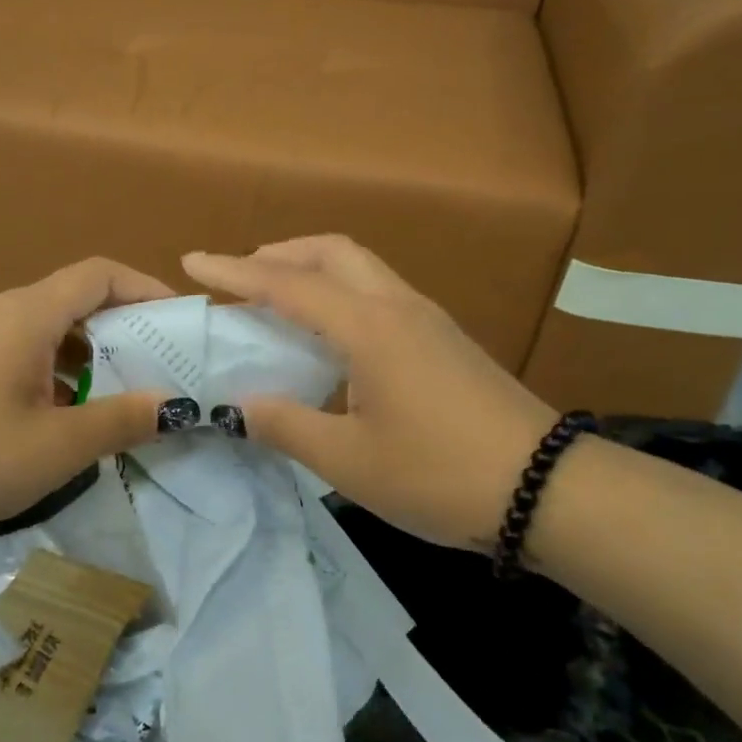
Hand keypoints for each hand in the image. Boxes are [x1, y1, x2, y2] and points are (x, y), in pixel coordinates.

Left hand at [0, 258, 170, 539]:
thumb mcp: (55, 448)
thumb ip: (120, 422)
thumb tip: (172, 406)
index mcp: (27, 314)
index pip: (100, 274)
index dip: (146, 288)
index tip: (180, 319)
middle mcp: (0, 310)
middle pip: (75, 298)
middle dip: (123, 326)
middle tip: (159, 365)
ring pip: (47, 326)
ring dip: (88, 352)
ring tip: (118, 393)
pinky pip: (20, 347)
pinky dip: (54, 367)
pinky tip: (61, 412)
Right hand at [183, 235, 557, 549]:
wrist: (549, 490)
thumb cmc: (440, 474)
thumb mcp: (349, 461)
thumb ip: (286, 426)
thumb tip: (241, 406)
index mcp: (368, 328)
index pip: (287, 285)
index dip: (234, 271)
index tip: (192, 260)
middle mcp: (397, 307)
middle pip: (333, 251)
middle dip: (281, 253)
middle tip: (243, 277)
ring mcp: (428, 320)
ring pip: (361, 268)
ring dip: (313, 270)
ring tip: (280, 303)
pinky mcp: (445, 340)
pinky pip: (379, 294)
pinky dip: (341, 294)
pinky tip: (332, 339)